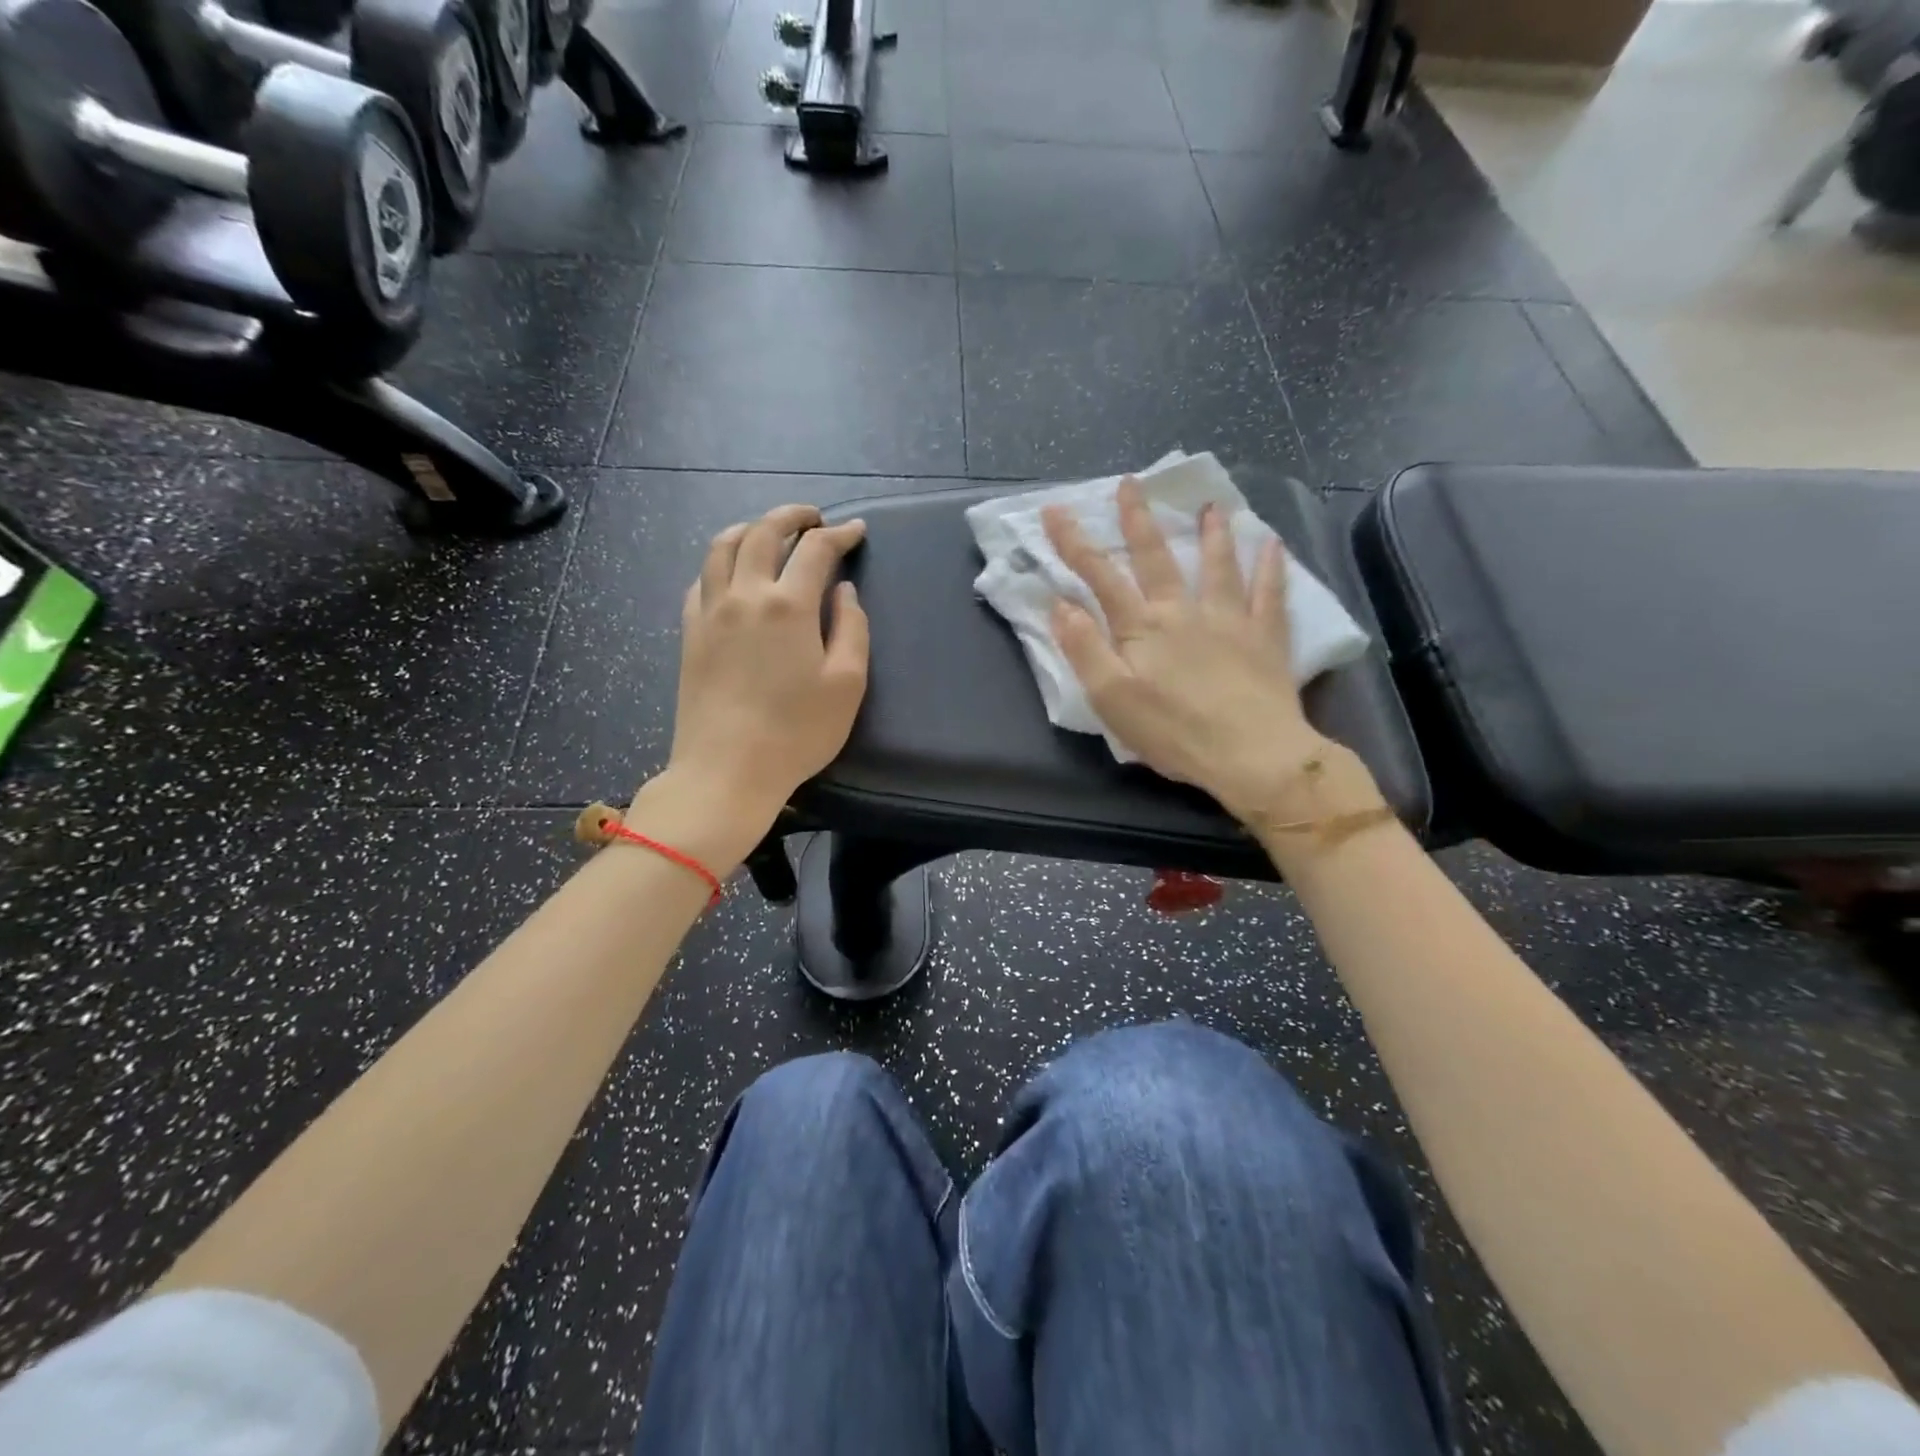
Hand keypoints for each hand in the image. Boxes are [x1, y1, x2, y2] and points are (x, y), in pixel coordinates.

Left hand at [653, 504, 869, 848]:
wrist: (727, 770)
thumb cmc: (797, 732)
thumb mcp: (847, 684)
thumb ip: (851, 628)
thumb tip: (843, 591)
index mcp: (788, 605)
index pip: (815, 550)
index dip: (839, 534)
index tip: (856, 530)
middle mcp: (744, 595)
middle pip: (762, 533)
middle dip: (791, 516)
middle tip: (813, 518)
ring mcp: (710, 612)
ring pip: (722, 547)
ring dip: (750, 529)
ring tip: (768, 532)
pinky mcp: (690, 633)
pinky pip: (701, 579)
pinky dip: (720, 562)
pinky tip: (731, 573)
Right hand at [1042, 477, 1347, 825]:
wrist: (1251, 754)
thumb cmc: (1173, 732)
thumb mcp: (1111, 698)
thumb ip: (1084, 649)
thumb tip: (1061, 604)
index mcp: (1142, 627)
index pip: (1100, 576)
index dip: (1074, 543)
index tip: (1054, 510)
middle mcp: (1183, 611)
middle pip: (1157, 557)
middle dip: (1138, 520)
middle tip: (1131, 484)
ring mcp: (1229, 619)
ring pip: (1218, 565)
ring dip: (1212, 534)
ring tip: (1211, 506)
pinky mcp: (1265, 637)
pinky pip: (1269, 593)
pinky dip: (1271, 566)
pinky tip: (1273, 544)